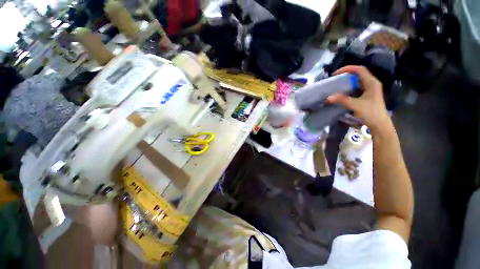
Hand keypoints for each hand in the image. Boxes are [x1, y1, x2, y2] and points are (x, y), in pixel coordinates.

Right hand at [327, 65, 390, 131]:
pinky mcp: (368, 95)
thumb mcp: (356, 105)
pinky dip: (349, 87)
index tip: (336, 73)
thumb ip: (342, 100)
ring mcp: (370, 89)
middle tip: (335, 79)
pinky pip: (357, 87)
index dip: (348, 69)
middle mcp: (372, 83)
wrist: (379, 124)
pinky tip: (343, 92)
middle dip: (346, 74)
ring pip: (358, 81)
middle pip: (359, 74)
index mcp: (372, 83)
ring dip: (348, 81)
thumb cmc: (371, 113)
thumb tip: (328, 97)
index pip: (360, 70)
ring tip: (337, 84)